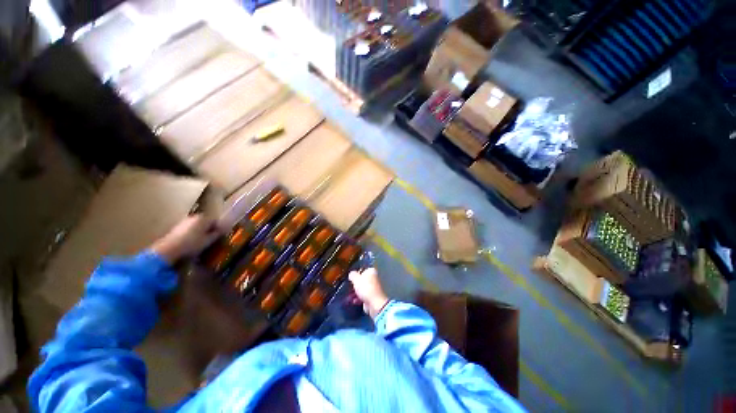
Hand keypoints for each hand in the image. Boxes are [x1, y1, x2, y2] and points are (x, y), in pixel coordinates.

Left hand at [151, 214, 221, 264]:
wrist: (169, 249)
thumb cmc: (192, 243)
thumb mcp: (208, 240)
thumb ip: (216, 234)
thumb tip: (221, 231)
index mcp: (204, 218)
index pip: (216, 221)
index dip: (219, 228)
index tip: (221, 235)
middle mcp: (194, 217)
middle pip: (206, 222)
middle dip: (209, 229)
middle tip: (212, 238)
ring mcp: (184, 221)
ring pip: (197, 225)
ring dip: (200, 231)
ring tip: (202, 241)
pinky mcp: (177, 227)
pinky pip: (189, 229)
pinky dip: (192, 233)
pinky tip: (192, 241)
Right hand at [349, 268, 388, 318]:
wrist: (374, 303)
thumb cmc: (365, 287)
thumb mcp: (356, 279)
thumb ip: (352, 275)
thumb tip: (351, 274)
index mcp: (371, 271)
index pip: (362, 269)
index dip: (356, 273)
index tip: (350, 277)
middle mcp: (374, 278)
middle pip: (362, 280)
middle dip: (355, 284)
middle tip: (348, 286)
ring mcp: (373, 288)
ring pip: (362, 288)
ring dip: (355, 292)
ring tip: (348, 295)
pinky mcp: (371, 297)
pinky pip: (363, 296)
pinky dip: (358, 298)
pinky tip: (353, 301)